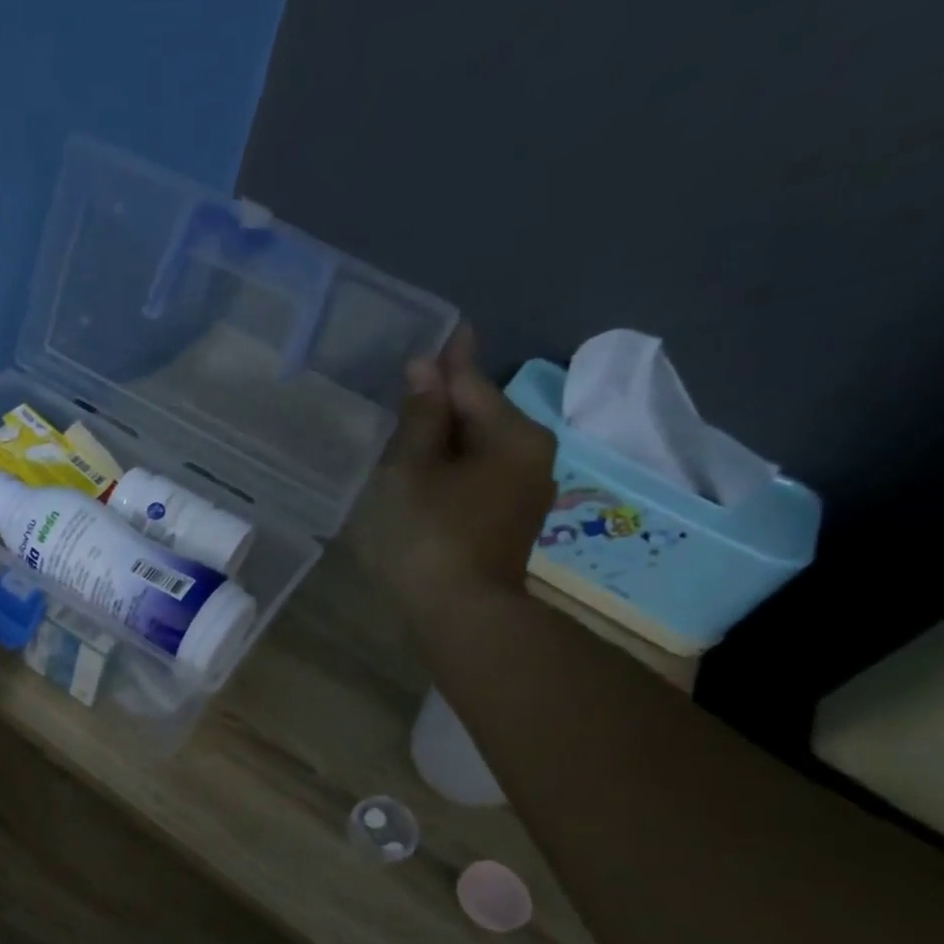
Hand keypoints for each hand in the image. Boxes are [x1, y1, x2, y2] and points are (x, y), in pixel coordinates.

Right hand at [365, 323, 556, 626]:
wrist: (462, 616)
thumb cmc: (430, 535)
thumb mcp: (412, 470)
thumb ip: (419, 418)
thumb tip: (426, 369)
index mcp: (513, 436)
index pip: (473, 384)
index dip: (451, 359)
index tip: (449, 327)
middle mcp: (531, 457)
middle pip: (481, 416)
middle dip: (447, 401)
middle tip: (413, 382)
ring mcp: (523, 495)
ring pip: (479, 451)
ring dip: (447, 438)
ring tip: (412, 426)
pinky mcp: (508, 524)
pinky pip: (478, 479)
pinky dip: (452, 469)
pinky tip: (426, 472)